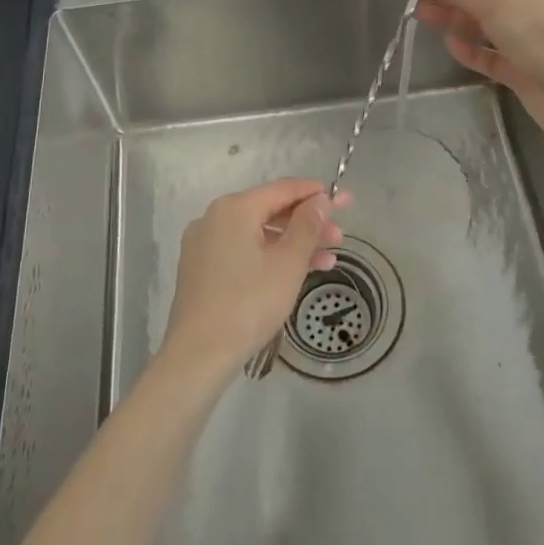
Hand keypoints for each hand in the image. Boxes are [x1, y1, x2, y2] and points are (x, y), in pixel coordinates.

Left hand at [160, 179, 349, 381]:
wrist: (198, 355)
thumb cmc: (249, 303)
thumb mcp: (288, 263)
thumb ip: (307, 225)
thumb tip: (320, 199)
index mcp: (235, 208)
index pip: (283, 189)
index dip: (316, 194)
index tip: (344, 199)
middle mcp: (215, 217)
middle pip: (270, 211)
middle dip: (307, 224)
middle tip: (339, 238)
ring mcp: (204, 243)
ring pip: (257, 234)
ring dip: (292, 244)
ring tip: (327, 260)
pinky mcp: (201, 268)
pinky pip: (243, 250)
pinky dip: (269, 256)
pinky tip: (294, 273)